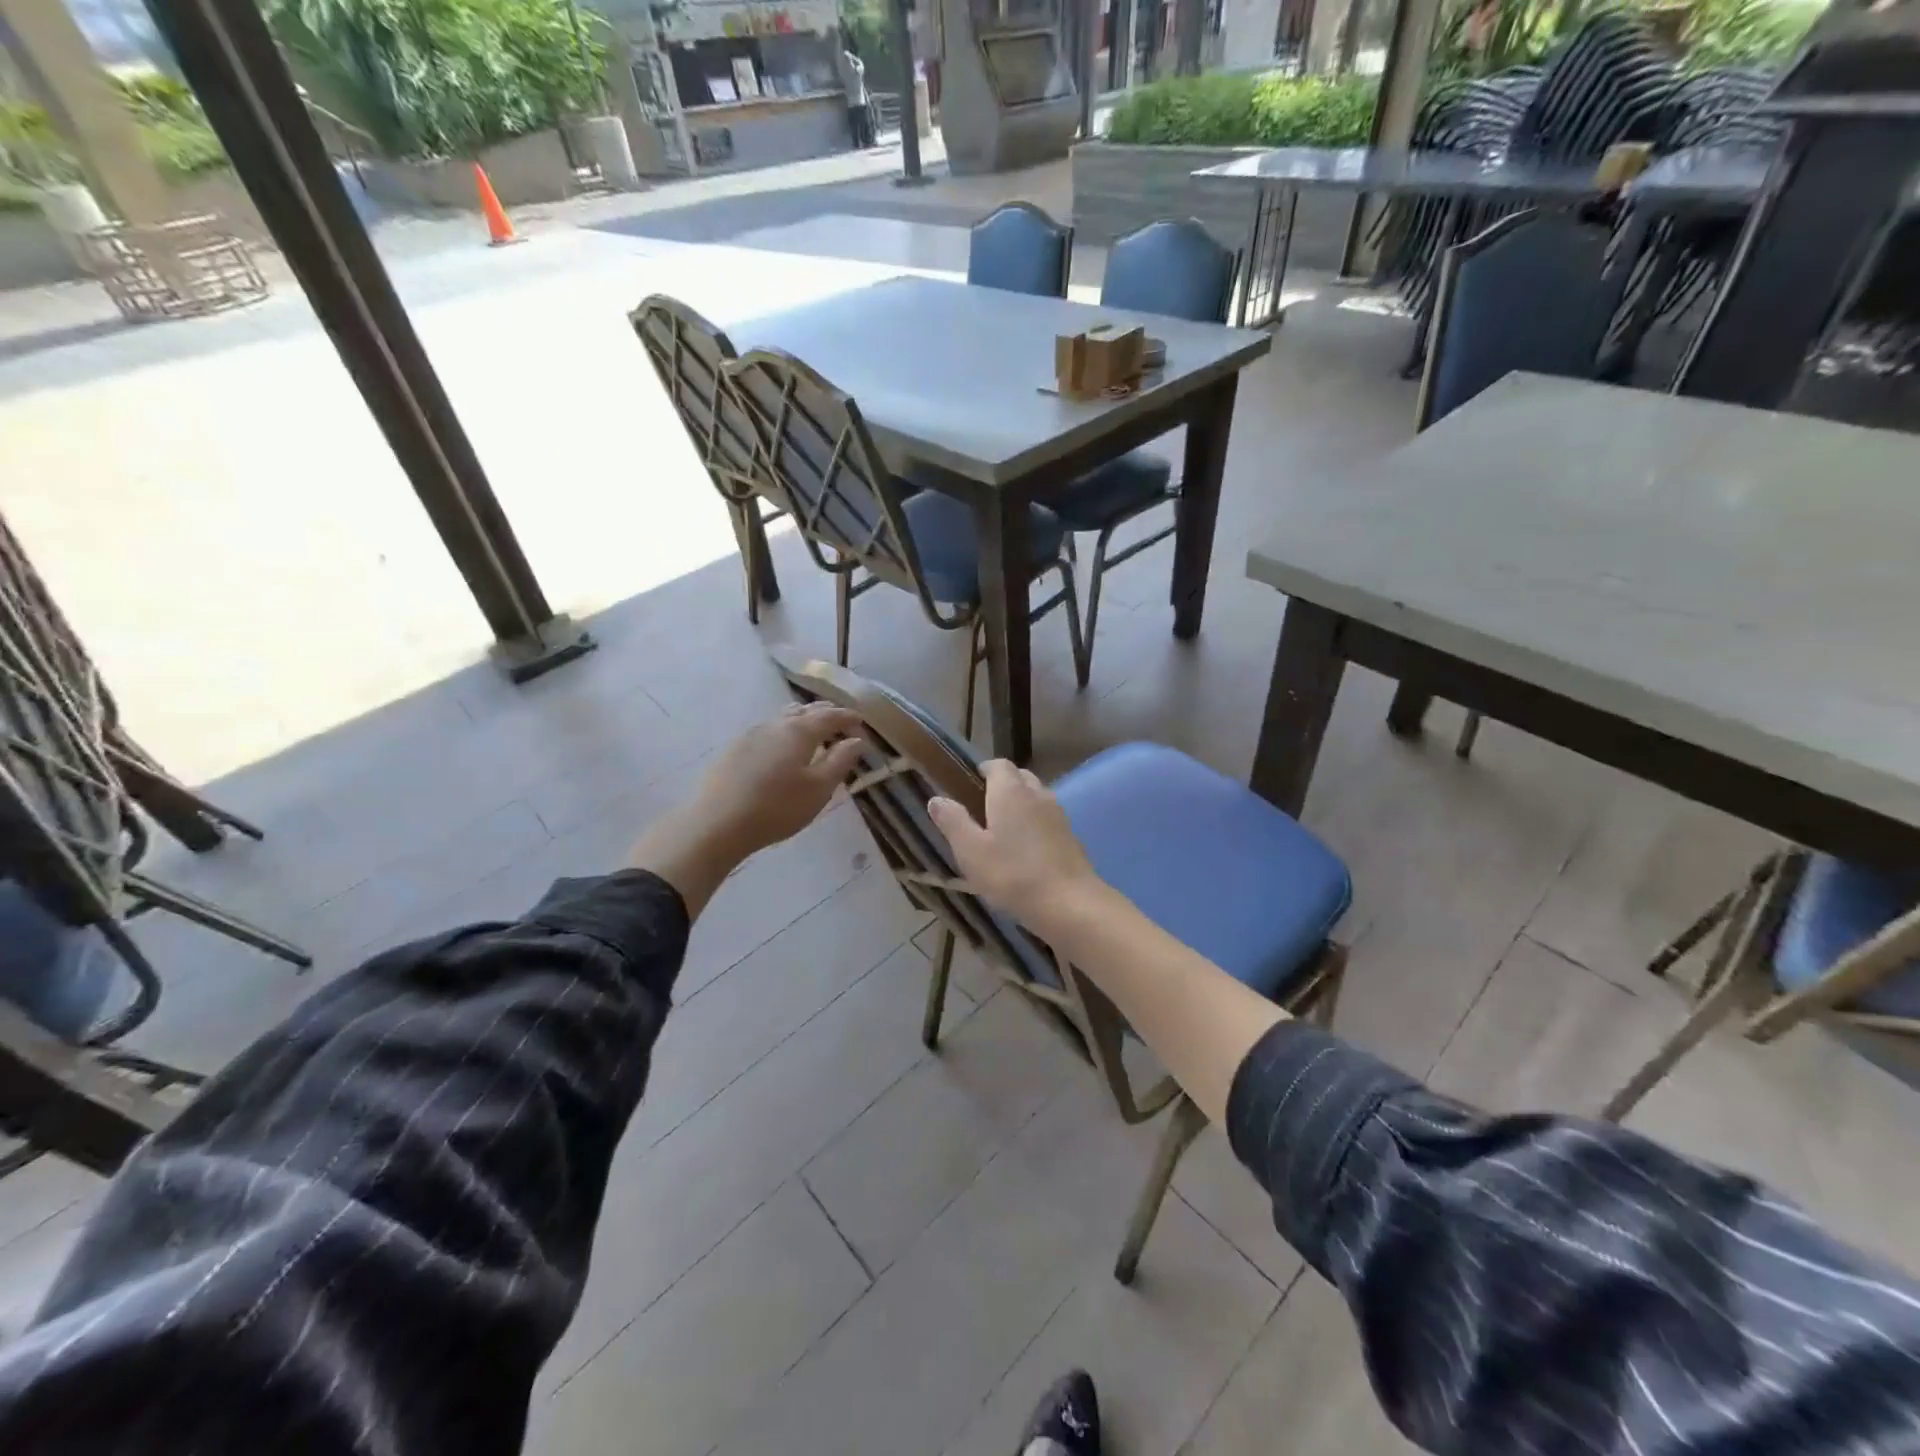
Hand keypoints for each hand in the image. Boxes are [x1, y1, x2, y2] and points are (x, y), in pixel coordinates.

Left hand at [693, 702, 867, 858]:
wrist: (717, 823)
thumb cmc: (777, 807)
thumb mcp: (819, 788)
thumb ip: (840, 761)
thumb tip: (856, 740)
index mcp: (799, 731)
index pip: (830, 716)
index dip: (847, 717)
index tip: (861, 721)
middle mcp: (775, 725)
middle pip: (805, 710)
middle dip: (826, 714)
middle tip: (840, 722)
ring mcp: (751, 735)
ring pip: (783, 718)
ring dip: (803, 720)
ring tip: (813, 731)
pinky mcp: (734, 749)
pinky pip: (768, 731)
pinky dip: (784, 732)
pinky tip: (782, 747)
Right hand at [927, 760, 1104, 930]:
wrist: (1069, 904)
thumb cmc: (1013, 875)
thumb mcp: (970, 851)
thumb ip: (953, 821)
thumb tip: (937, 798)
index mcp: (1011, 791)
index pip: (998, 764)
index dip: (982, 771)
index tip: (967, 787)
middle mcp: (1037, 793)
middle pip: (1019, 777)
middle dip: (1001, 786)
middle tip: (981, 810)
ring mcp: (1058, 814)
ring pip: (1035, 797)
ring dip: (1019, 805)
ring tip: (1001, 831)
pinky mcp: (1070, 835)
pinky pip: (1047, 818)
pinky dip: (1034, 824)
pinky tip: (1024, 851)